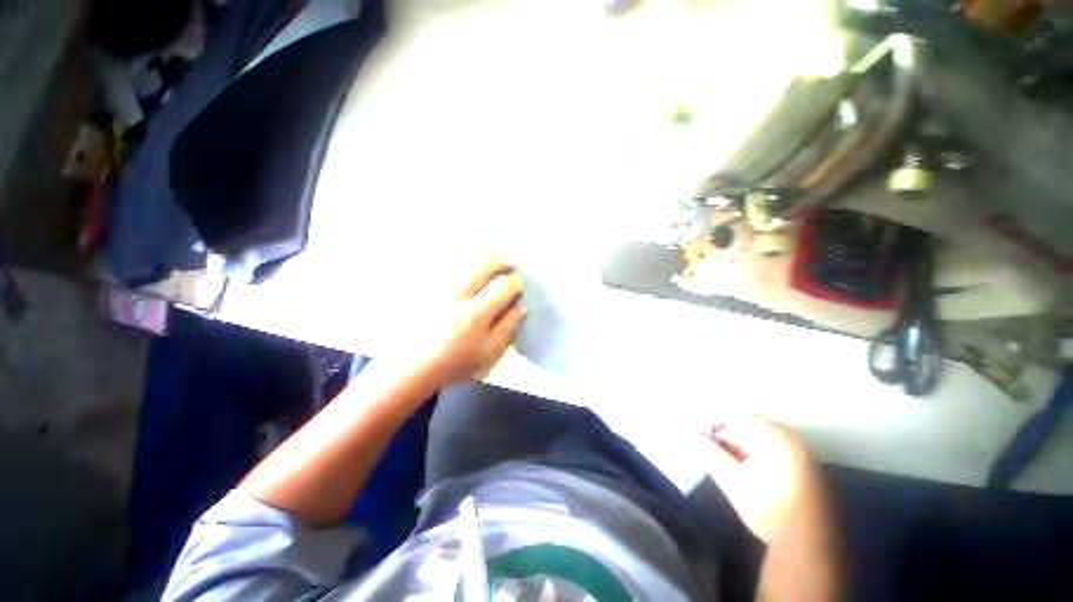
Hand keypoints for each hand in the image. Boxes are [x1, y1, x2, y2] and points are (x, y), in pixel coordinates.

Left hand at [401, 256, 526, 388]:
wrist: (411, 366)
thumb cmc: (454, 363)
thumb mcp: (488, 353)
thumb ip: (507, 328)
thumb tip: (521, 307)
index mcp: (475, 313)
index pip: (503, 286)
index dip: (516, 283)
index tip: (519, 287)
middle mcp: (456, 294)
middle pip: (483, 264)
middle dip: (501, 261)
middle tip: (510, 265)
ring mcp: (438, 287)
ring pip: (466, 262)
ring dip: (484, 261)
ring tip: (493, 266)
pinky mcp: (426, 287)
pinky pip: (449, 267)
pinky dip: (465, 266)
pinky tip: (470, 274)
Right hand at [701, 416, 826, 543]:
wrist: (808, 548)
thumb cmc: (769, 512)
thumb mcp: (733, 482)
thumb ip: (710, 454)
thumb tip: (692, 435)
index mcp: (775, 438)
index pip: (735, 416)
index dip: (712, 422)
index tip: (696, 435)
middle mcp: (788, 438)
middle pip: (745, 425)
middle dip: (722, 434)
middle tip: (706, 448)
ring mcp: (796, 451)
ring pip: (754, 437)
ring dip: (734, 445)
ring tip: (719, 460)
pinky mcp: (798, 464)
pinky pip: (765, 447)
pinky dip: (748, 453)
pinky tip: (739, 468)